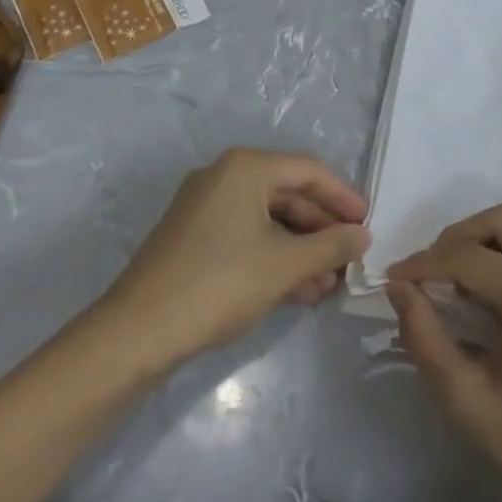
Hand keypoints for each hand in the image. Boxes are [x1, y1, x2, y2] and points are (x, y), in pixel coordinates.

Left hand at [101, 148, 368, 366]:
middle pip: (289, 194)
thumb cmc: (218, 284)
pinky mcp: (193, 236)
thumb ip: (331, 245)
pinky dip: (274, 256)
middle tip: (349, 258)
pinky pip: (247, 235)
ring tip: (328, 283)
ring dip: (301, 248)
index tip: (367, 224)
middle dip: (322, 229)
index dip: (343, 197)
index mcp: (246, 167)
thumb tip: (363, 235)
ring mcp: (205, 206)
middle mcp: (224, 176)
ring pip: (268, 219)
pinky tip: (297, 289)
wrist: (135, 335)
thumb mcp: (285, 265)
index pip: (309, 171)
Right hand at [387, 205, 501, 501]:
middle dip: (456, 237)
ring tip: (457, 275)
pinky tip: (491, 286)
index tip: (394, 279)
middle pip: (499, 220)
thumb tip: (399, 288)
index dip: (424, 264)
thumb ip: (425, 337)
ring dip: (485, 236)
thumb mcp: (466, 399)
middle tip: (428, 272)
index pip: (466, 256)